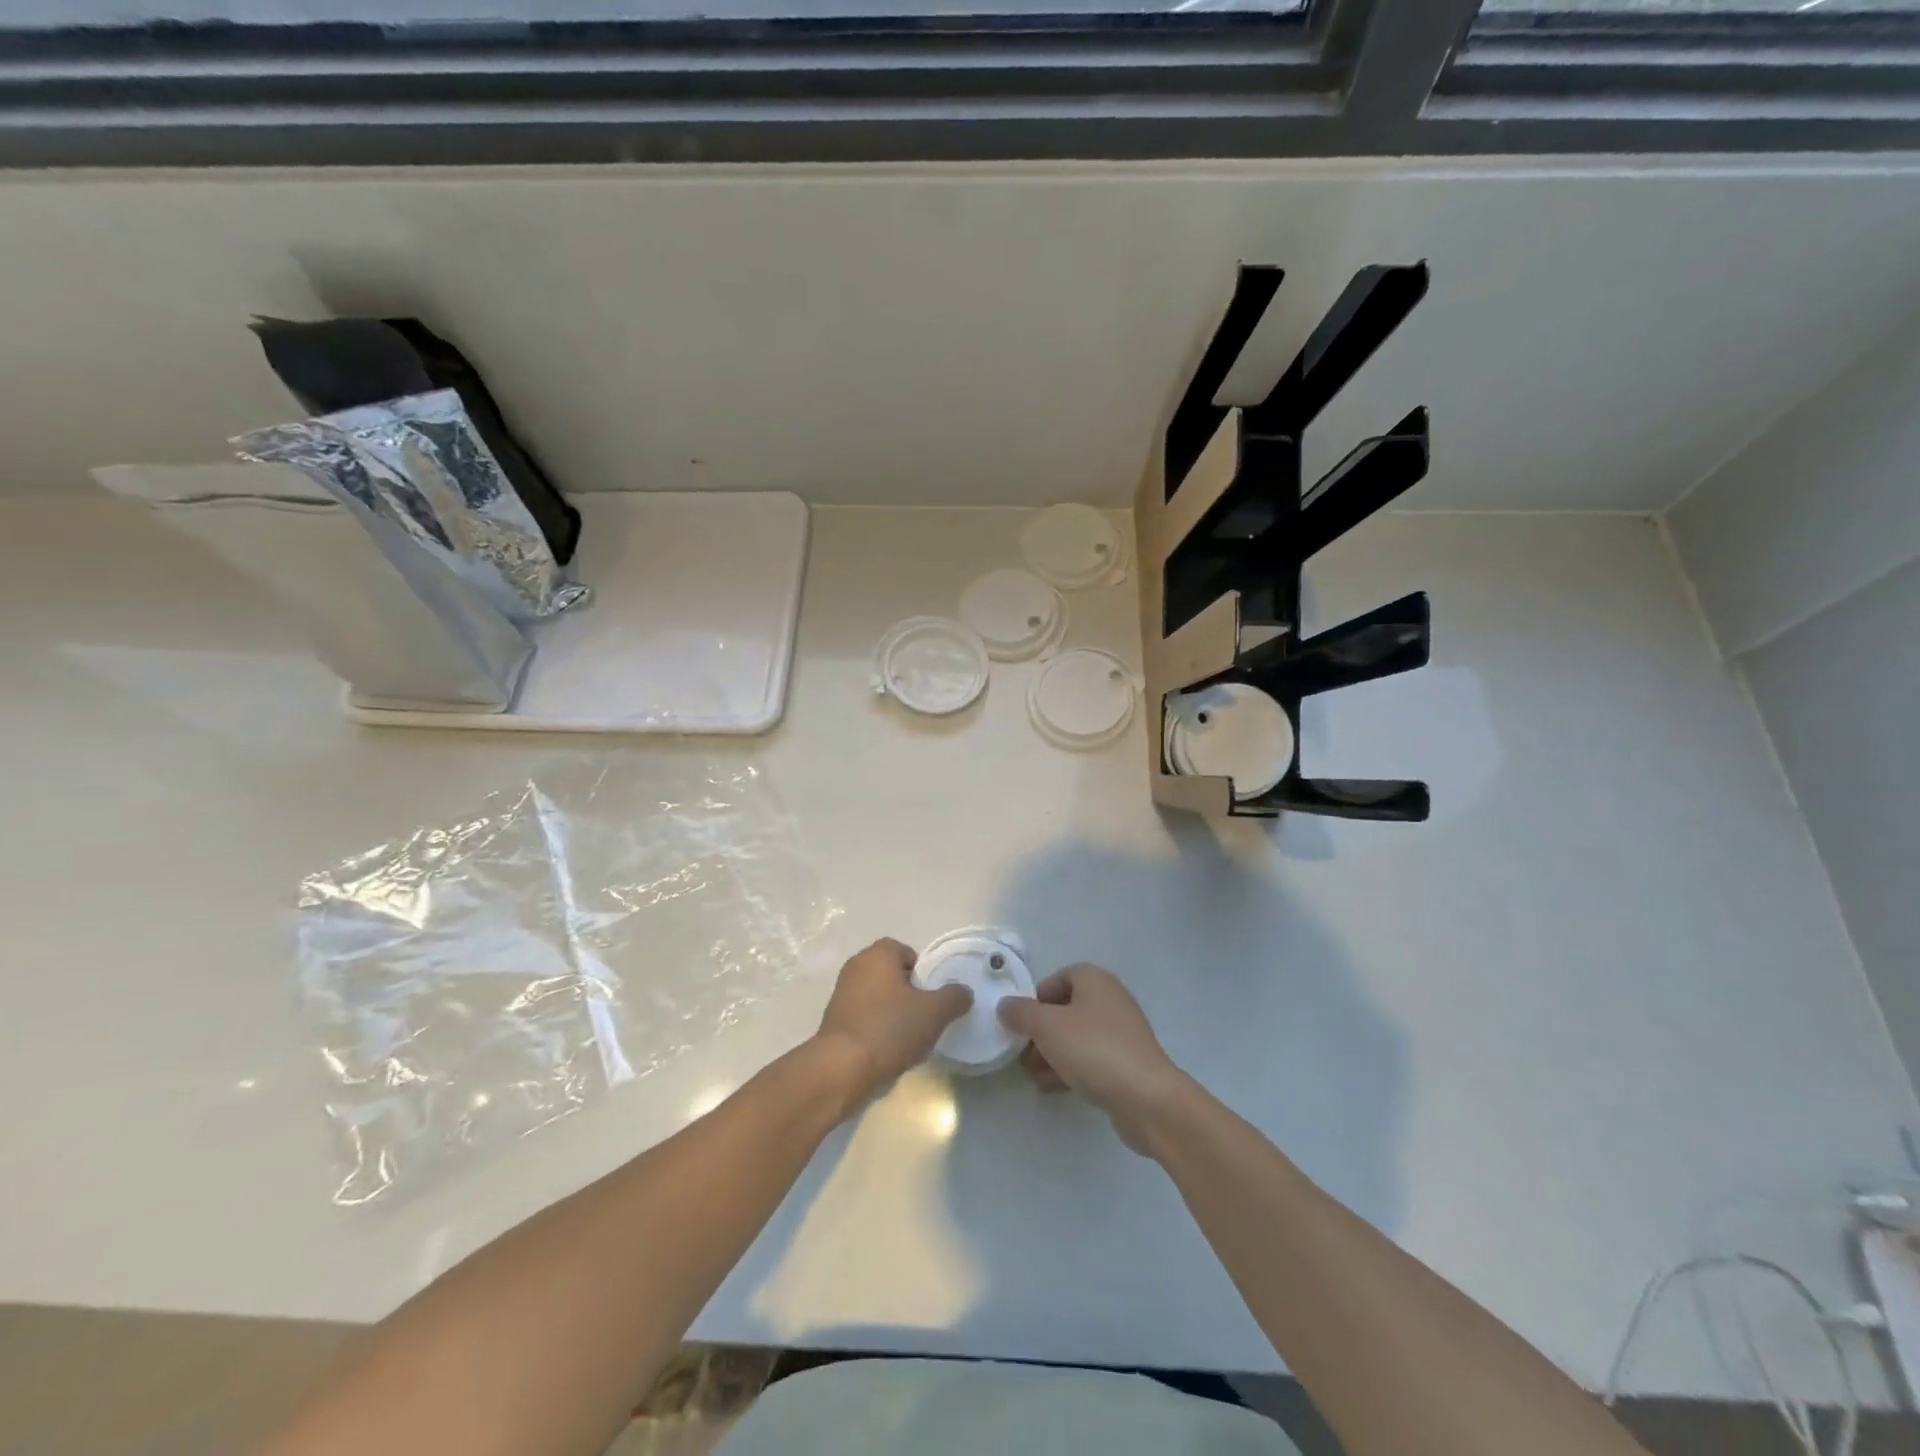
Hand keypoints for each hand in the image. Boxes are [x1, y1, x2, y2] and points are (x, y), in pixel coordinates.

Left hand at [814, 938, 971, 1111]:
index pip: (906, 952)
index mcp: (878, 954)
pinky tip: (887, 1050)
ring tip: (907, 1038)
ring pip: (877, 996)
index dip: (923, 972)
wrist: (842, 1068)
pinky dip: (876, 1027)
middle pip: (892, 974)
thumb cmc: (890, 1028)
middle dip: (909, 993)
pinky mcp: (834, 1019)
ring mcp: (841, 993)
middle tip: (924, 1016)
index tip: (931, 997)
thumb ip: (954, 997)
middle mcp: (856, 966)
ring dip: (893, 1012)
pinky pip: (864, 1016)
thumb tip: (963, 992)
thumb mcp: (935, 1012)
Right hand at [997, 964, 1191, 1155]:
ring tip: (1030, 1074)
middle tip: (1020, 1052)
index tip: (1020, 1021)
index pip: (1059, 978)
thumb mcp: (1047, 1026)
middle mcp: (1110, 1000)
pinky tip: (1049, 1087)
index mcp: (1095, 981)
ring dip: (1051, 1053)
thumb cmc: (1093, 1049)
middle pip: (1066, 1009)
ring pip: (1076, 1037)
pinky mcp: (1126, 1064)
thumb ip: (1021, 1013)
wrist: (1146, 1098)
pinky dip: (1069, 1068)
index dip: (1036, 997)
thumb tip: (1005, 1005)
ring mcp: (1121, 1034)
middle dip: (1040, 1031)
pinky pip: (1090, 1059)